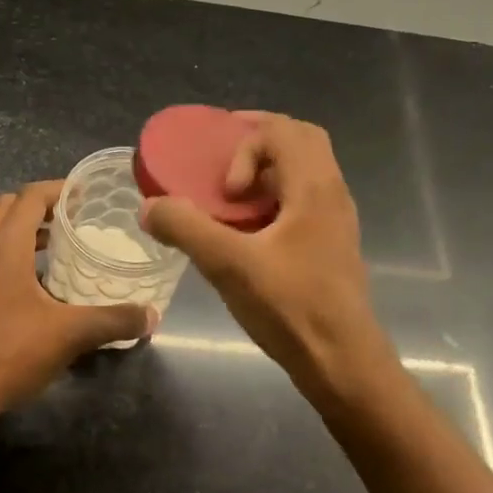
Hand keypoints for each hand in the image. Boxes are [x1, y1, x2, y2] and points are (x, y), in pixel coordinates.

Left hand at [0, 180, 151, 422]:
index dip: (59, 189)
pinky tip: (40, 287)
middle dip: (41, 206)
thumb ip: (113, 321)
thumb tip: (151, 316)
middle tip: (75, 218)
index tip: (87, 195)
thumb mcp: (69, 335)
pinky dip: (14, 257)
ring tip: (62, 248)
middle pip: (8, 207)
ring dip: (26, 232)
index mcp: (4, 247)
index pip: (30, 197)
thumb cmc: (7, 353)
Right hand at [140, 114, 393, 400]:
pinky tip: (248, 232)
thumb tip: (149, 206)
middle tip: (223, 161)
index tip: (225, 188)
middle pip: (301, 140)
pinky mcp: (331, 245)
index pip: (282, 130)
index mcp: (314, 187)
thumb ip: (186, 229)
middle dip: (259, 141)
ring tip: (231, 195)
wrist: (342, 362)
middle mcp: (332, 194)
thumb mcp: (229, 266)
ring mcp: (336, 220)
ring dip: (267, 171)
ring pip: (305, 171)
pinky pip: (304, 199)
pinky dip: (275, 197)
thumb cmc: (291, 308)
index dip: (245, 145)